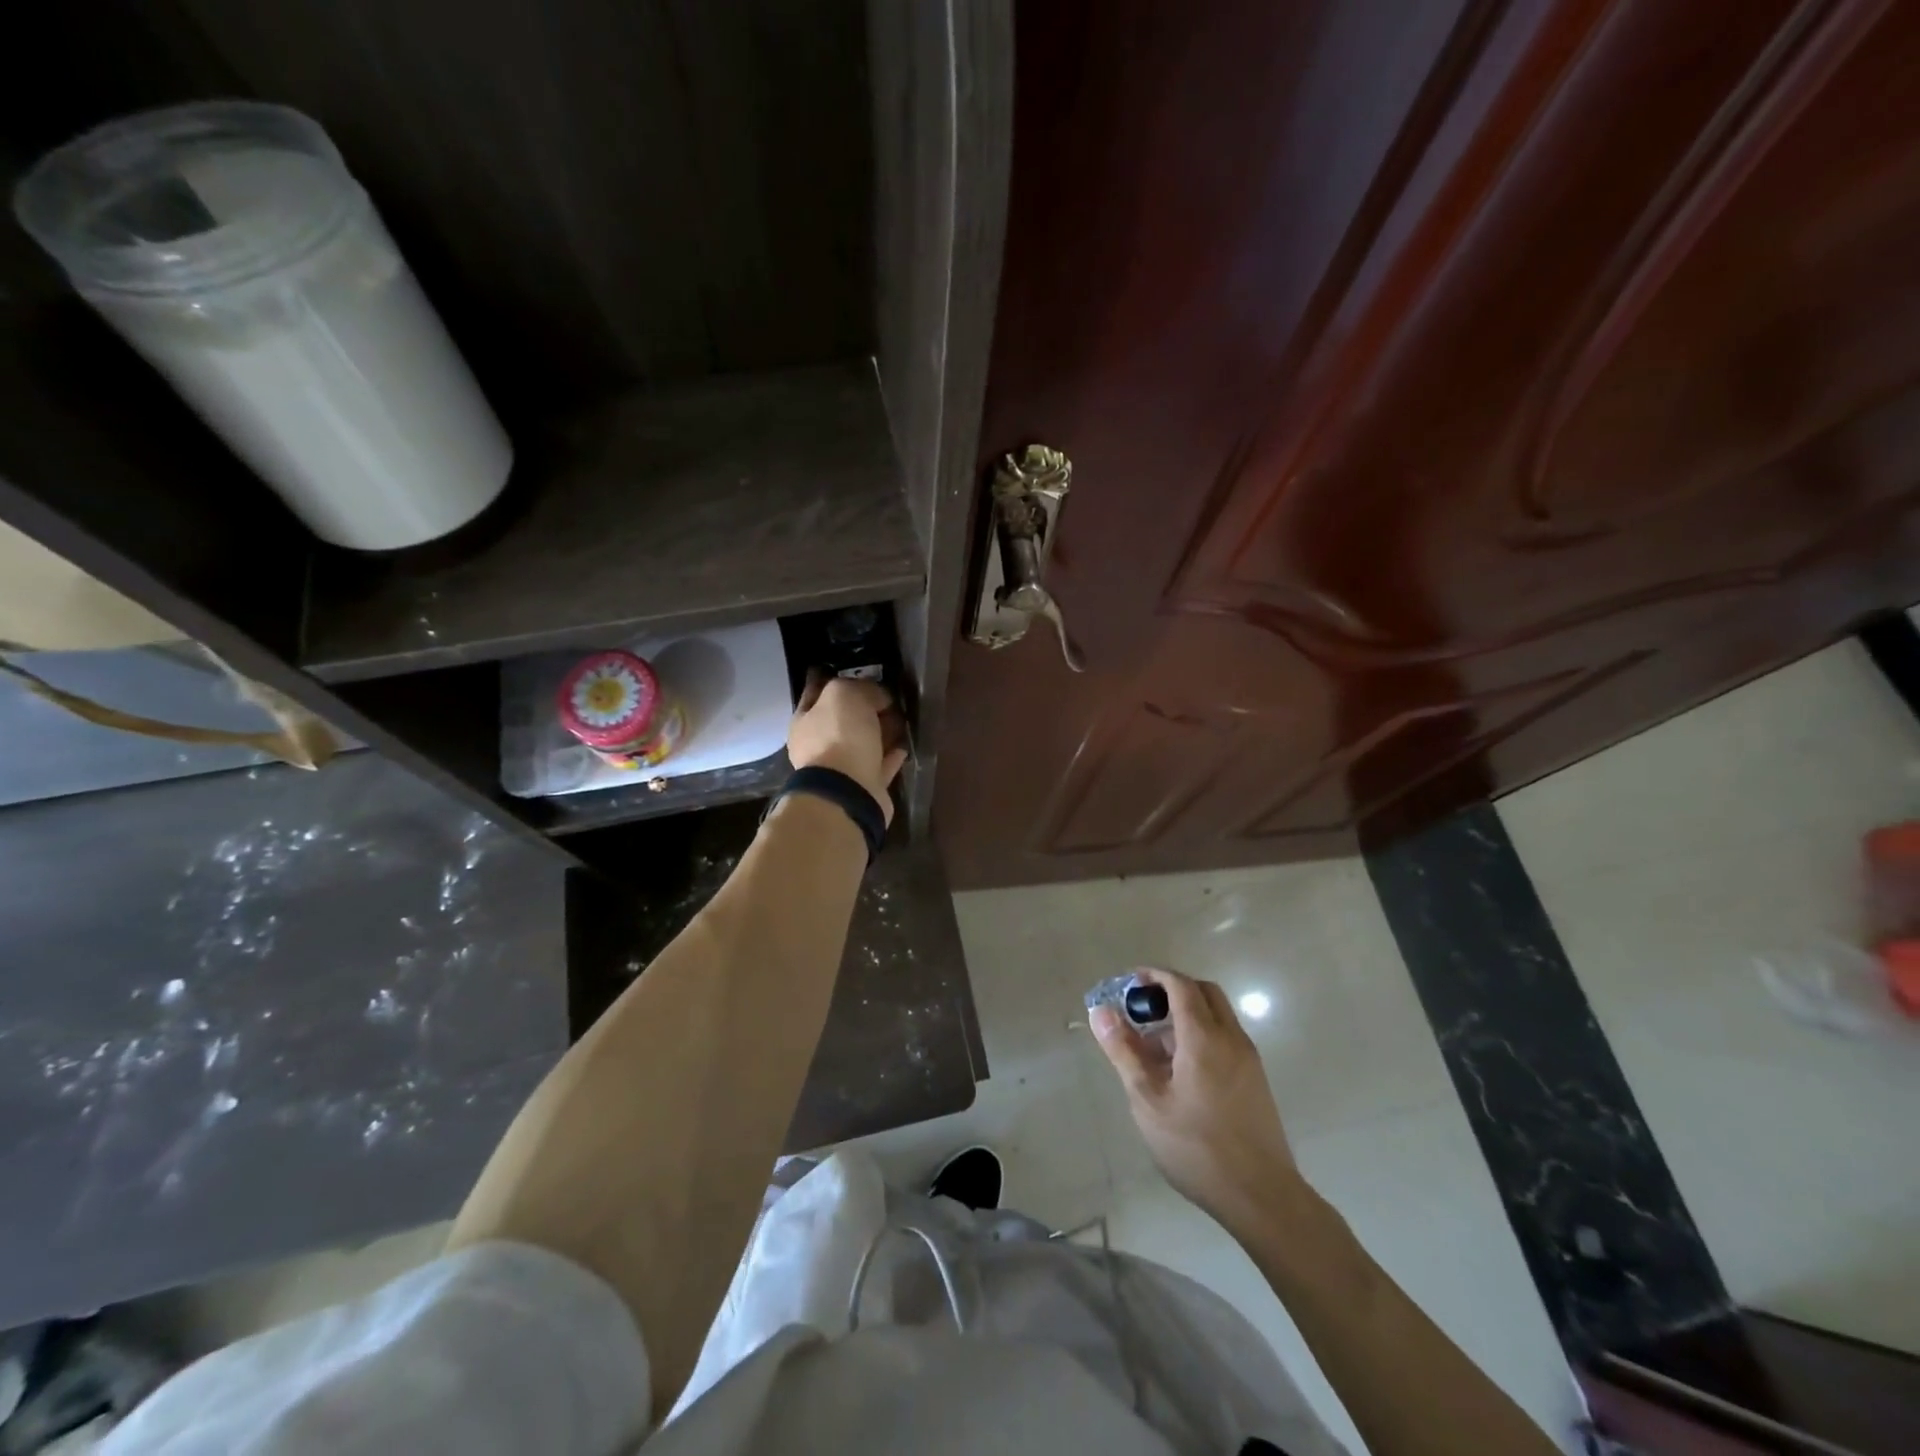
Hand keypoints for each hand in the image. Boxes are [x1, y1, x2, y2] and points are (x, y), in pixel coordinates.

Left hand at [786, 671, 908, 824]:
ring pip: (863, 743)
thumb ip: (860, 687)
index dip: (837, 681)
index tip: (859, 673)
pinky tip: (904, 745)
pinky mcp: (863, 786)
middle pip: (843, 720)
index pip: (817, 693)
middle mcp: (818, 746)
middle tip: (888, 698)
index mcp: (804, 722)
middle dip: (865, 708)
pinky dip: (891, 755)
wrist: (849, 791)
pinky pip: (879, 765)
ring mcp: (840, 769)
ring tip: (902, 720)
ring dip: (881, 732)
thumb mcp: (844, 694)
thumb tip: (878, 696)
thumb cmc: (839, 736)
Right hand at [1090, 968, 1303, 1231]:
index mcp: (1204, 1037)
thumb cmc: (1196, 1147)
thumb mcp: (1148, 1100)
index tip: (1129, 983)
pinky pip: (1225, 1038)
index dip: (1154, 976)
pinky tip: (1179, 1070)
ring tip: (1153, 1046)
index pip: (1180, 985)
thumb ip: (1124, 1051)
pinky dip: (1201, 1034)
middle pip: (1203, 992)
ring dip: (1186, 1014)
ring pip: (1217, 1015)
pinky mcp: (1255, 1079)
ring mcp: (1248, 1058)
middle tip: (1142, 1009)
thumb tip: (1100, 1012)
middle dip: (1172, 990)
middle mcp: (1231, 1038)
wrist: (1262, 1197)